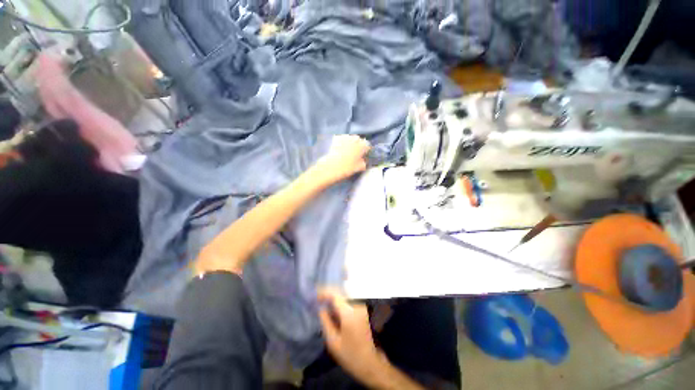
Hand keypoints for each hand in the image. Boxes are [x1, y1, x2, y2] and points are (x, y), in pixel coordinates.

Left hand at [315, 135, 370, 184]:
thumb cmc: (348, 168)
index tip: (364, 155)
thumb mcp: (360, 167)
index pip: (368, 145)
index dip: (366, 150)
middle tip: (355, 153)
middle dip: (358, 145)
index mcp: (363, 146)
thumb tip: (364, 160)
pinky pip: (341, 138)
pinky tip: (340, 148)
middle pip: (359, 140)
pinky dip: (342, 142)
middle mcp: (355, 139)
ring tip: (347, 150)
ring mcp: (345, 137)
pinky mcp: (336, 138)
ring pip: (350, 138)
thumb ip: (365, 162)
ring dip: (350, 142)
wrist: (331, 167)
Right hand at [317, 288, 385, 383]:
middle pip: (340, 293)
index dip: (324, 293)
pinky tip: (333, 309)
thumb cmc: (350, 354)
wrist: (369, 363)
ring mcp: (361, 307)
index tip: (314, 296)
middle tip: (317, 299)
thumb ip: (325, 321)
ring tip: (323, 303)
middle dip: (328, 294)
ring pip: (344, 296)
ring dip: (334, 297)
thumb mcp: (333, 341)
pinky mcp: (362, 310)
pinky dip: (339, 302)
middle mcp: (356, 305)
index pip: (335, 295)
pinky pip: (348, 301)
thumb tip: (321, 308)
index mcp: (349, 312)